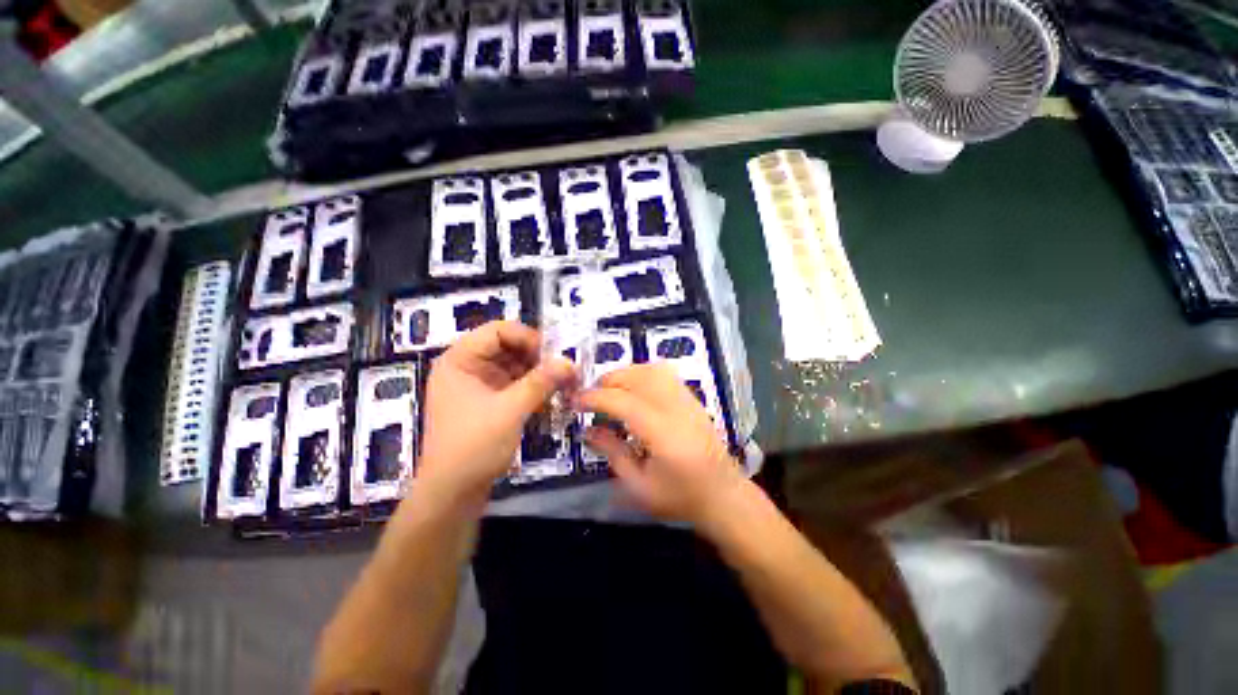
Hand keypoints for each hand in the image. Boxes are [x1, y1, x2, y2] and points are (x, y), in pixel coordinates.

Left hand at [418, 321, 576, 503]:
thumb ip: (541, 382)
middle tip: (565, 371)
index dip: (527, 338)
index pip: (497, 331)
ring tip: (564, 386)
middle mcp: (468, 368)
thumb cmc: (473, 447)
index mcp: (460, 361)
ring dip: (540, 375)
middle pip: (509, 348)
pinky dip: (534, 389)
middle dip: (539, 358)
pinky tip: (552, 399)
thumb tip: (570, 362)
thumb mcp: (510, 410)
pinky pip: (516, 385)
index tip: (554, 355)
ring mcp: (479, 386)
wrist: (452, 495)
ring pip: (516, 367)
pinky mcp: (490, 403)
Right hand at [576, 364, 745, 523]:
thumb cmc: (680, 497)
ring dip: (625, 373)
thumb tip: (588, 430)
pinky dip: (643, 373)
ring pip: (652, 370)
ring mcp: (687, 400)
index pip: (623, 402)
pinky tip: (634, 389)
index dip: (595, 398)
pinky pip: (665, 374)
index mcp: (663, 434)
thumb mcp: (639, 486)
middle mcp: (676, 409)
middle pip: (638, 377)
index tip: (575, 402)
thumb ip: (613, 453)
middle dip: (608, 381)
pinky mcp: (692, 398)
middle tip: (591, 397)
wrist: (723, 495)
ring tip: (610, 390)